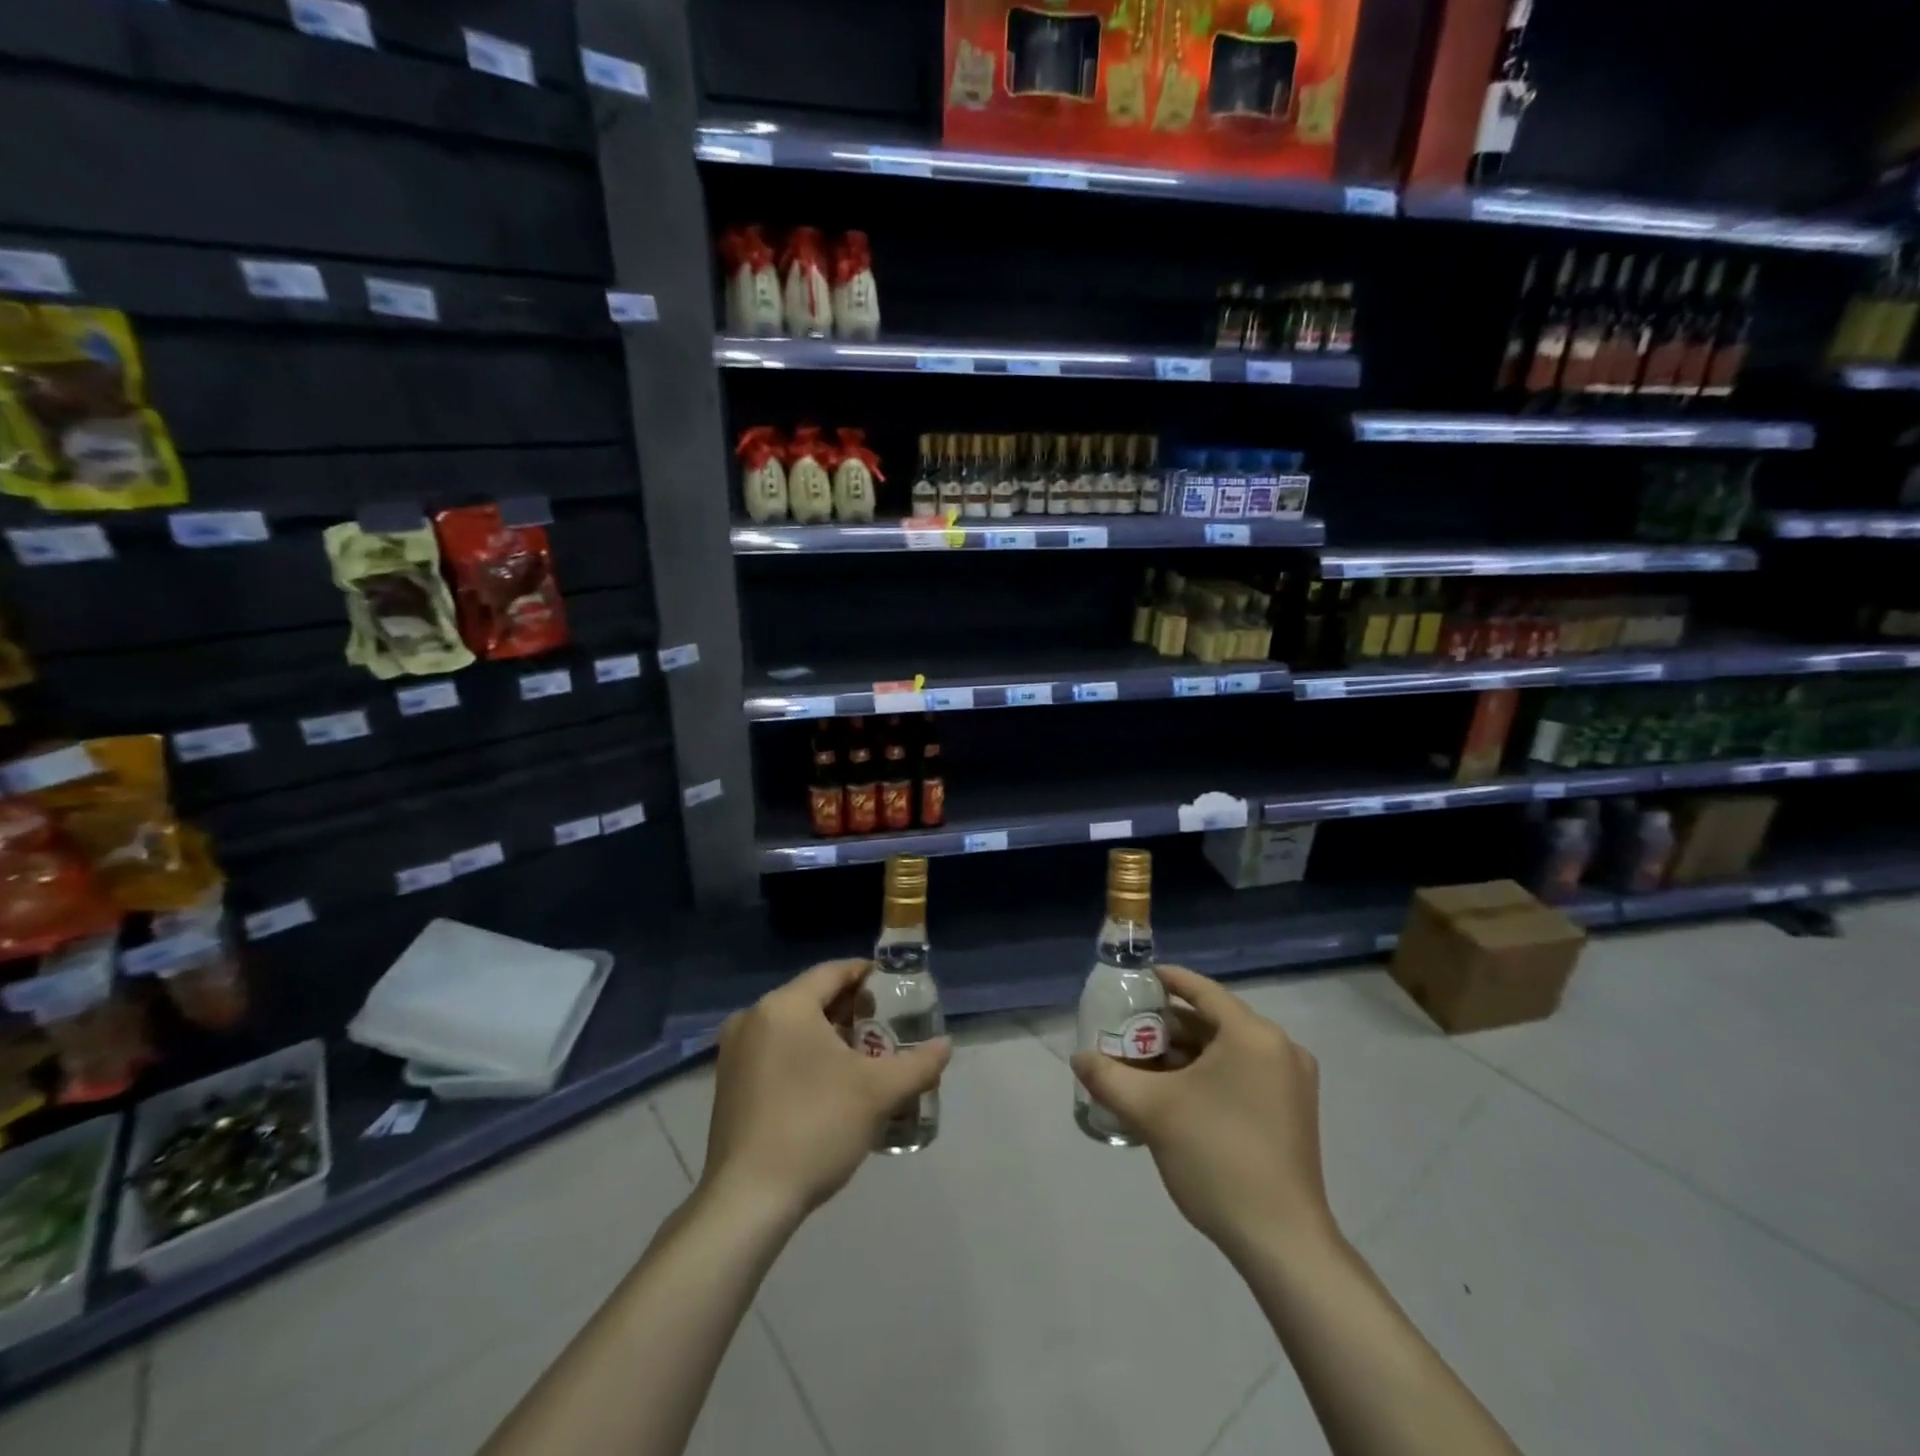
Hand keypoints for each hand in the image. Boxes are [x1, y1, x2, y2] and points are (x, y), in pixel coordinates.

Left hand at [702, 959, 951, 1221]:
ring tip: (864, 1058)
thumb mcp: (878, 1092)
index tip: (896, 990)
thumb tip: (945, 1046)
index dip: (868, 976)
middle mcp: (753, 1017)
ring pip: (793, 1026)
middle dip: (852, 1010)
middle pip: (812, 998)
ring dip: (829, 1035)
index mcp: (785, 1005)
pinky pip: (775, 1050)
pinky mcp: (728, 1082)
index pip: (834, 972)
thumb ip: (918, 1063)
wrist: (747, 1201)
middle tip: (886, 1028)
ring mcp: (734, 1051)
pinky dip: (803, 1055)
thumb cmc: (815, 1127)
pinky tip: (829, 1085)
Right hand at [1071, 965, 1334, 1264]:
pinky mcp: (1292, 1112)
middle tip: (1127, 1033)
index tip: (1134, 980)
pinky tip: (1174, 1094)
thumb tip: (1079, 1058)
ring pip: (1226, 1051)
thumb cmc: (1216, 1158)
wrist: (1281, 1242)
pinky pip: (1242, 1074)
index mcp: (1253, 1035)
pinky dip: (1207, 1075)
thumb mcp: (1151, 1111)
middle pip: (1212, 1022)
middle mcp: (1279, 1048)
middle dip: (1167, 1027)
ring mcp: (1291, 1082)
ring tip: (1142, 1065)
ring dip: (1184, 1054)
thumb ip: (1108, 1076)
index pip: (1202, 991)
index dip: (1166, 981)